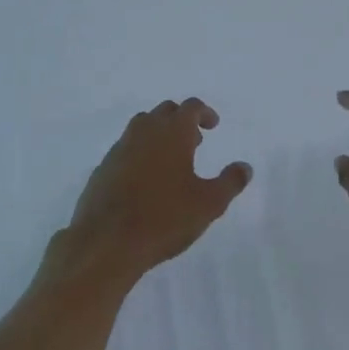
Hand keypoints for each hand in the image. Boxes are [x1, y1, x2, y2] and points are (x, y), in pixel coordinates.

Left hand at [59, 98, 251, 283]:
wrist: (106, 242)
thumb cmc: (164, 218)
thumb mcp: (209, 204)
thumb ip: (230, 182)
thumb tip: (245, 167)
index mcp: (172, 132)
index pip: (190, 107)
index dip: (204, 113)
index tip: (213, 126)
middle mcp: (145, 131)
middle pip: (165, 111)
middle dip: (182, 120)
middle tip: (195, 141)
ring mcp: (120, 148)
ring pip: (142, 126)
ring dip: (159, 134)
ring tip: (171, 160)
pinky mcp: (103, 168)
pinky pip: (125, 148)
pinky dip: (139, 153)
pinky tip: (145, 180)